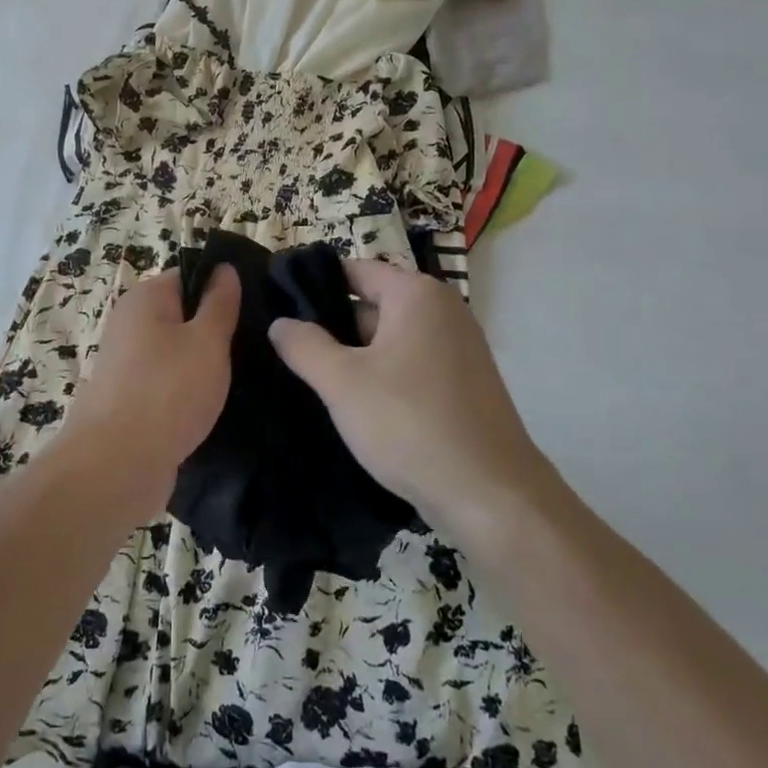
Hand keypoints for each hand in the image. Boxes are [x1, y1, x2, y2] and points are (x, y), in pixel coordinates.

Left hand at [57, 266, 239, 514]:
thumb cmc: (167, 391)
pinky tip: (214, 407)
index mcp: (144, 299)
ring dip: (203, 365)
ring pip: (176, 353)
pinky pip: (166, 384)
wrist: (116, 466)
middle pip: (182, 315)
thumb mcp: (207, 340)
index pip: (189, 276)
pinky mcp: (129, 400)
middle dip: (215, 330)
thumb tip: (224, 267)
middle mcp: (129, 324)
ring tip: (242, 379)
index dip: (222, 288)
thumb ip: (219, 303)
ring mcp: (126, 364)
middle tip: (256, 346)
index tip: (256, 308)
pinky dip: (187, 392)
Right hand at [268, 258, 564, 536]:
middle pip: (371, 304)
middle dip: (332, 327)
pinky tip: (355, 406)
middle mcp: (443, 311)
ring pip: (389, 340)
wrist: (491, 497)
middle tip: (288, 351)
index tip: (277, 306)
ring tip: (313, 380)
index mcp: (417, 295)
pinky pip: (410, 365)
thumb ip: (304, 346)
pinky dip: (382, 377)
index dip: (313, 285)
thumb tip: (281, 323)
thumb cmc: (411, 425)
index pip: (353, 271)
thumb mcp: (342, 383)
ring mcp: (458, 348)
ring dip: (355, 357)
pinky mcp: (463, 384)